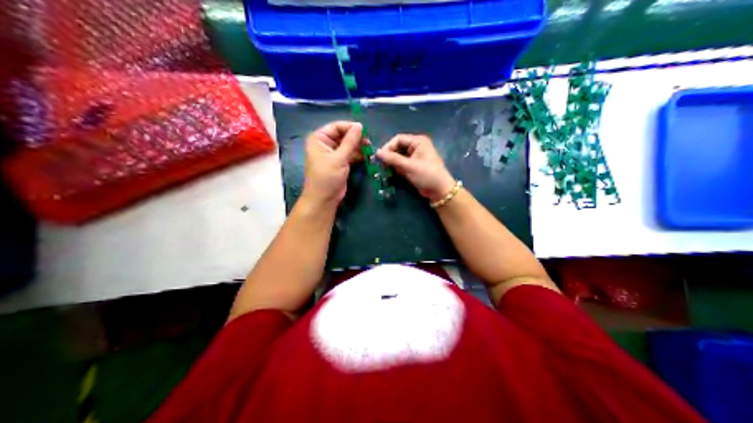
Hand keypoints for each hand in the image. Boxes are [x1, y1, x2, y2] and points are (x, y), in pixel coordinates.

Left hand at [302, 121, 362, 208]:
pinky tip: (367, 156)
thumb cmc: (327, 177)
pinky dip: (358, 154)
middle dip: (356, 138)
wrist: (323, 200)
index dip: (350, 127)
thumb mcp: (339, 158)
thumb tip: (360, 126)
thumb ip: (350, 141)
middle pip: (343, 134)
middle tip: (369, 142)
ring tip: (370, 149)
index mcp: (319, 138)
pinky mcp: (340, 162)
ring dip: (359, 147)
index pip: (337, 126)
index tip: (365, 130)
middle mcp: (325, 143)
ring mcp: (333, 153)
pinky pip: (350, 153)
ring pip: (348, 144)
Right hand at [374, 134, 452, 201]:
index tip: (380, 157)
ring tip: (384, 170)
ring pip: (398, 156)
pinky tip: (390, 173)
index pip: (398, 139)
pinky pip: (401, 163)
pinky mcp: (413, 166)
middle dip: (389, 155)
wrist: (439, 191)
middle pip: (397, 147)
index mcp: (418, 141)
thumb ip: (392, 159)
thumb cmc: (427, 175)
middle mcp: (416, 146)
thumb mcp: (409, 166)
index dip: (388, 147)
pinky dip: (395, 167)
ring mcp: (415, 157)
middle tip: (381, 165)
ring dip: (391, 162)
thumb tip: (377, 153)